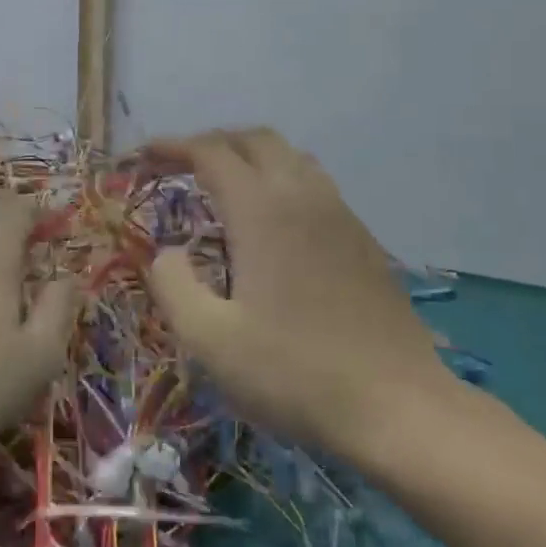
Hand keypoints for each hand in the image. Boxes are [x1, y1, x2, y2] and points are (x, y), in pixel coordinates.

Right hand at [145, 129, 455, 463]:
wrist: (398, 406)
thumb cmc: (294, 372)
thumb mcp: (210, 340)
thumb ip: (173, 285)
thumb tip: (165, 252)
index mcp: (261, 210)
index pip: (211, 152)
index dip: (174, 146)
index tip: (147, 155)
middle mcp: (302, 196)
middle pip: (255, 140)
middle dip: (214, 142)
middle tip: (183, 166)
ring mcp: (340, 214)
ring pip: (291, 156)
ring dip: (252, 157)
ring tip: (227, 185)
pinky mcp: (363, 238)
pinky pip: (316, 183)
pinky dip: (283, 179)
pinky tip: (276, 221)